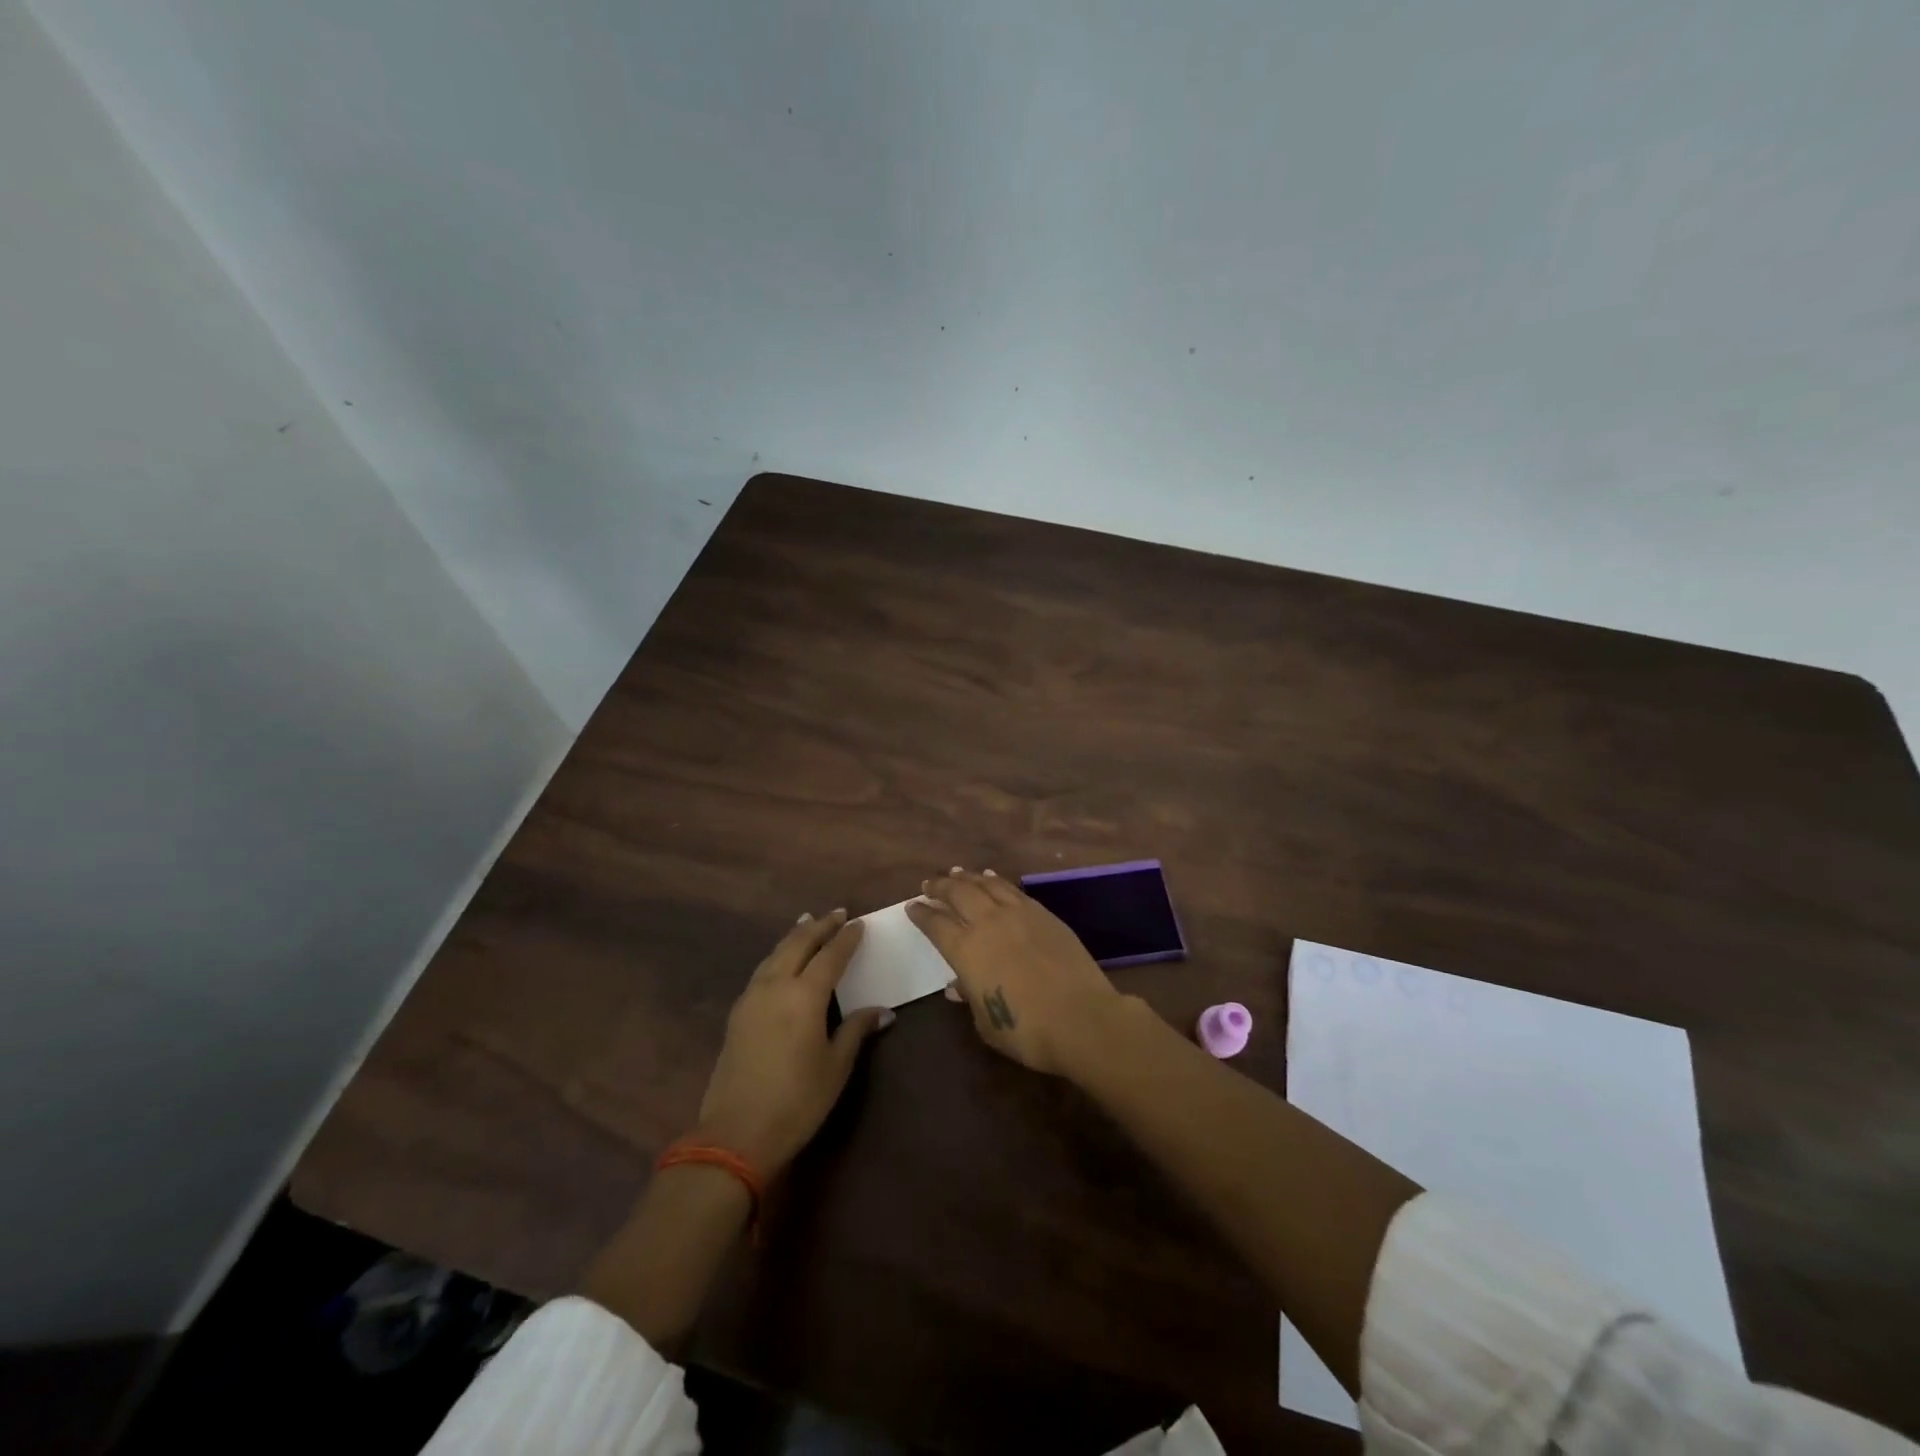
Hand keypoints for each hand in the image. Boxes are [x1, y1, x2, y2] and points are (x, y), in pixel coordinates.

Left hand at [695, 910, 891, 1173]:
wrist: (735, 1134)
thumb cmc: (797, 1101)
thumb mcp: (836, 1066)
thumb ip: (856, 1030)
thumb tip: (883, 1011)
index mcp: (805, 995)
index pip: (831, 955)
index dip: (846, 938)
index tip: (859, 923)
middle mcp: (776, 986)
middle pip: (798, 944)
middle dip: (819, 926)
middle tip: (837, 913)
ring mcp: (752, 997)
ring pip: (776, 953)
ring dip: (795, 935)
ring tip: (807, 922)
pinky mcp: (738, 1013)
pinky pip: (762, 969)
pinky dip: (777, 954)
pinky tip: (782, 959)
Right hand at [906, 868, 1122, 1074]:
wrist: (1081, 1018)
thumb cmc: (1026, 1030)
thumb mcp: (986, 1022)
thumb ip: (970, 996)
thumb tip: (957, 984)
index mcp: (966, 950)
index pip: (935, 924)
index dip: (922, 913)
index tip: (912, 906)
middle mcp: (988, 923)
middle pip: (958, 893)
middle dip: (940, 886)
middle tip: (930, 883)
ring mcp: (1018, 914)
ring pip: (985, 885)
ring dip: (967, 878)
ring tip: (957, 872)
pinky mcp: (1043, 913)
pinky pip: (1012, 889)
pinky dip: (997, 881)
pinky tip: (992, 879)